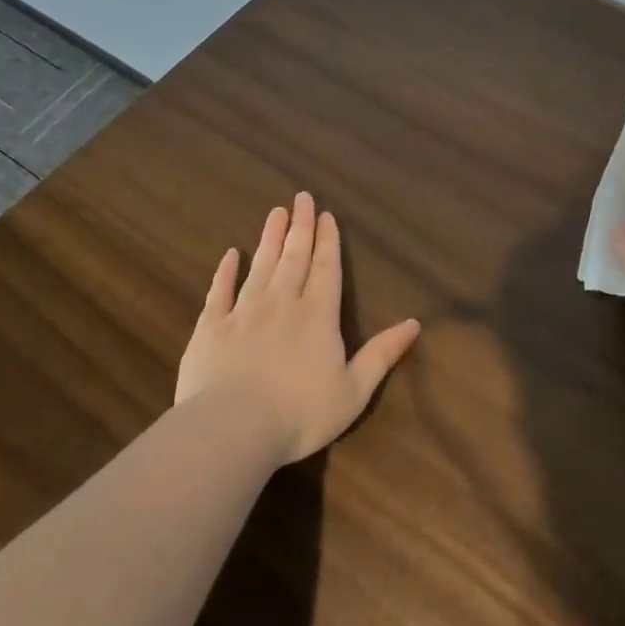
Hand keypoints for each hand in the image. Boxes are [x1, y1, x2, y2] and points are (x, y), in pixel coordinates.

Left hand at [175, 193, 420, 464]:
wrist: (232, 428)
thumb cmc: (300, 414)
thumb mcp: (354, 390)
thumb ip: (382, 354)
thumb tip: (414, 324)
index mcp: (318, 315)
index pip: (326, 268)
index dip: (328, 241)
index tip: (327, 215)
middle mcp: (282, 303)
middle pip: (294, 257)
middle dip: (301, 226)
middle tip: (302, 197)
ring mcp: (243, 312)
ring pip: (260, 266)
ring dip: (270, 238)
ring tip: (276, 213)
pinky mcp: (210, 327)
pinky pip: (219, 292)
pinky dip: (225, 272)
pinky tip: (230, 255)